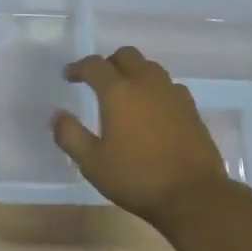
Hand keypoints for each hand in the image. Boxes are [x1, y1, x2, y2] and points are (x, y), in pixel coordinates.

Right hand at [52, 47, 242, 232]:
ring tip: (124, 95)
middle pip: (127, 56)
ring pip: (150, 68)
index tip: (69, 76)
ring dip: (133, 73)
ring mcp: (173, 94)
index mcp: (119, 92)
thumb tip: (58, 115)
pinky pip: (168, 86)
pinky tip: (150, 111)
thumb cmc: (136, 178)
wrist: (193, 194)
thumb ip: (70, 135)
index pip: (95, 65)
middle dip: (108, 63)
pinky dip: (153, 89)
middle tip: (97, 82)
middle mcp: (147, 83)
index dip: (79, 67)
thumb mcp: (92, 162)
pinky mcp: (191, 109)